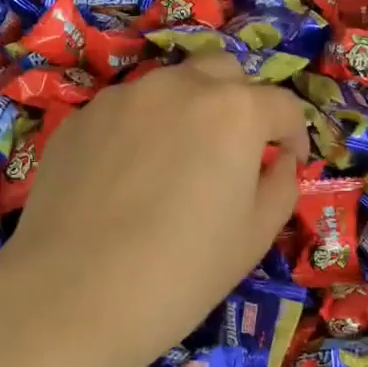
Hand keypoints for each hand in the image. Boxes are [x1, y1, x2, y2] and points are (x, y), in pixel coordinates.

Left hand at [0, 54, 308, 366]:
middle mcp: (178, 87)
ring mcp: (122, 98)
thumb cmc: (182, 272)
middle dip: (241, 103)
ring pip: (170, 87)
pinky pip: (125, 112)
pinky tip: (127, 179)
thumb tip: (277, 160)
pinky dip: (141, 130)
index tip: (288, 162)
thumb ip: (280, 185)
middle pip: (223, 72)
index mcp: (233, 111)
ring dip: (188, 111)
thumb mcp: (255, 236)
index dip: (294, 135)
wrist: (73, 294)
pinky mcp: (80, 119)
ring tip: (176, 165)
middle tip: (235, 151)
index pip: (282, 105)